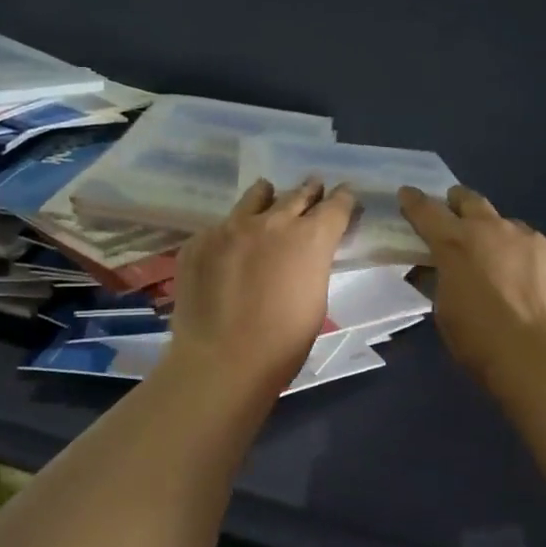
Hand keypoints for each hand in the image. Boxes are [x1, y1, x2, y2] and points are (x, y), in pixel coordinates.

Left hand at [166, 179, 356, 394]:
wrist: (220, 361)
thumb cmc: (282, 344)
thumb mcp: (315, 301)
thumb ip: (312, 266)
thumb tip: (305, 255)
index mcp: (310, 239)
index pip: (335, 205)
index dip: (344, 198)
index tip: (346, 194)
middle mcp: (272, 222)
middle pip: (296, 194)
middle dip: (309, 191)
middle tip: (314, 185)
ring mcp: (230, 228)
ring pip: (255, 198)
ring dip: (268, 197)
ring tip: (268, 193)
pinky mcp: (199, 242)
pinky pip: (221, 227)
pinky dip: (232, 232)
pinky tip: (230, 247)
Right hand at [398, 185, 545, 391]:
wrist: (541, 357)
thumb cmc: (481, 340)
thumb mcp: (445, 311)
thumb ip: (442, 280)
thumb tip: (442, 271)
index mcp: (456, 243)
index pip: (427, 211)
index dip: (413, 201)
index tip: (407, 194)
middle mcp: (492, 229)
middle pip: (469, 200)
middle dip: (457, 203)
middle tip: (453, 216)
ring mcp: (528, 238)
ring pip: (504, 223)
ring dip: (493, 233)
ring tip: (495, 259)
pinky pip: (530, 245)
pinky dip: (520, 255)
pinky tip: (524, 280)